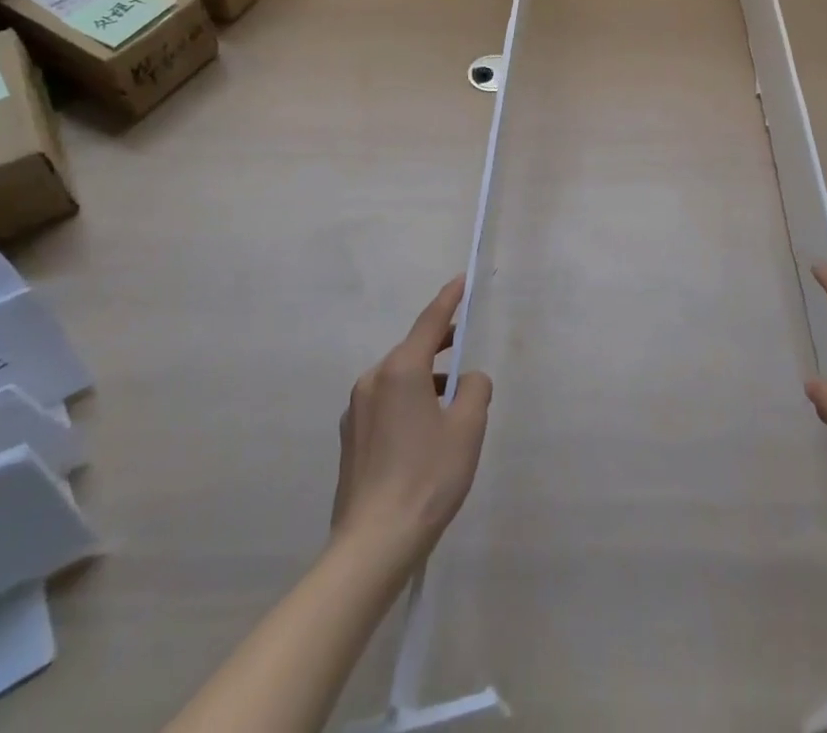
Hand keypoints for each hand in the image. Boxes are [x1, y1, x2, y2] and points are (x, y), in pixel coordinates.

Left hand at [330, 277, 492, 569]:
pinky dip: (408, 403)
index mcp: (400, 370)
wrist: (372, 546)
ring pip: (399, 379)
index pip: (430, 322)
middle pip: (413, 350)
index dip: (449, 299)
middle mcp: (372, 380)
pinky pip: (386, 403)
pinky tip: (424, 436)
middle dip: (440, 347)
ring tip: (450, 407)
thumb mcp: (468, 428)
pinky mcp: (350, 438)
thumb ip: (475, 390)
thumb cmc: (427, 478)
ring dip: (425, 381)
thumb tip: (467, 381)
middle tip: (464, 348)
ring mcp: (356, 410)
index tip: (461, 280)